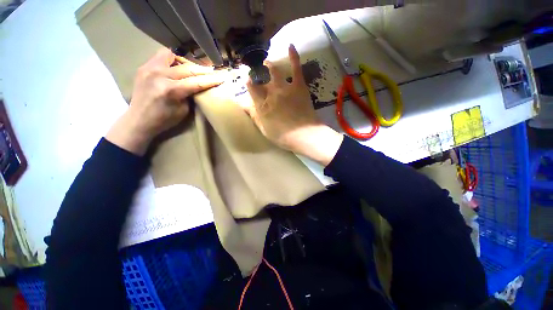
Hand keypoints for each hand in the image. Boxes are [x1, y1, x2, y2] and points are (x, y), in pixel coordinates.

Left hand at [106, 48, 226, 154]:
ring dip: (185, 61)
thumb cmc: (164, 119)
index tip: (222, 77)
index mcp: (171, 90)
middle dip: (203, 69)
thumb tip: (198, 86)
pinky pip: (160, 57)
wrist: (138, 120)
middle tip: (213, 70)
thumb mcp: (183, 111)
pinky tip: (176, 67)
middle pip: (187, 68)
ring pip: (172, 56)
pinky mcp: (143, 67)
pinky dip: (171, 60)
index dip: (211, 80)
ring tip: (192, 67)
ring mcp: (149, 69)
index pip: (197, 82)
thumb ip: (190, 95)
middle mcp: (160, 75)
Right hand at [243, 44, 342, 165]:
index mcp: (262, 105)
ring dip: (269, 65)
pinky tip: (290, 46)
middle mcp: (271, 93)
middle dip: (256, 74)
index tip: (247, 80)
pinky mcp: (298, 86)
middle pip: (261, 79)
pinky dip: (293, 56)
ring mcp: (285, 88)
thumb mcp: (264, 130)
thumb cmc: (283, 136)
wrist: (303, 135)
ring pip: (274, 71)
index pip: (251, 89)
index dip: (248, 83)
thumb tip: (245, 106)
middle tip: (256, 72)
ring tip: (267, 62)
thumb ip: (255, 116)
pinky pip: (296, 68)